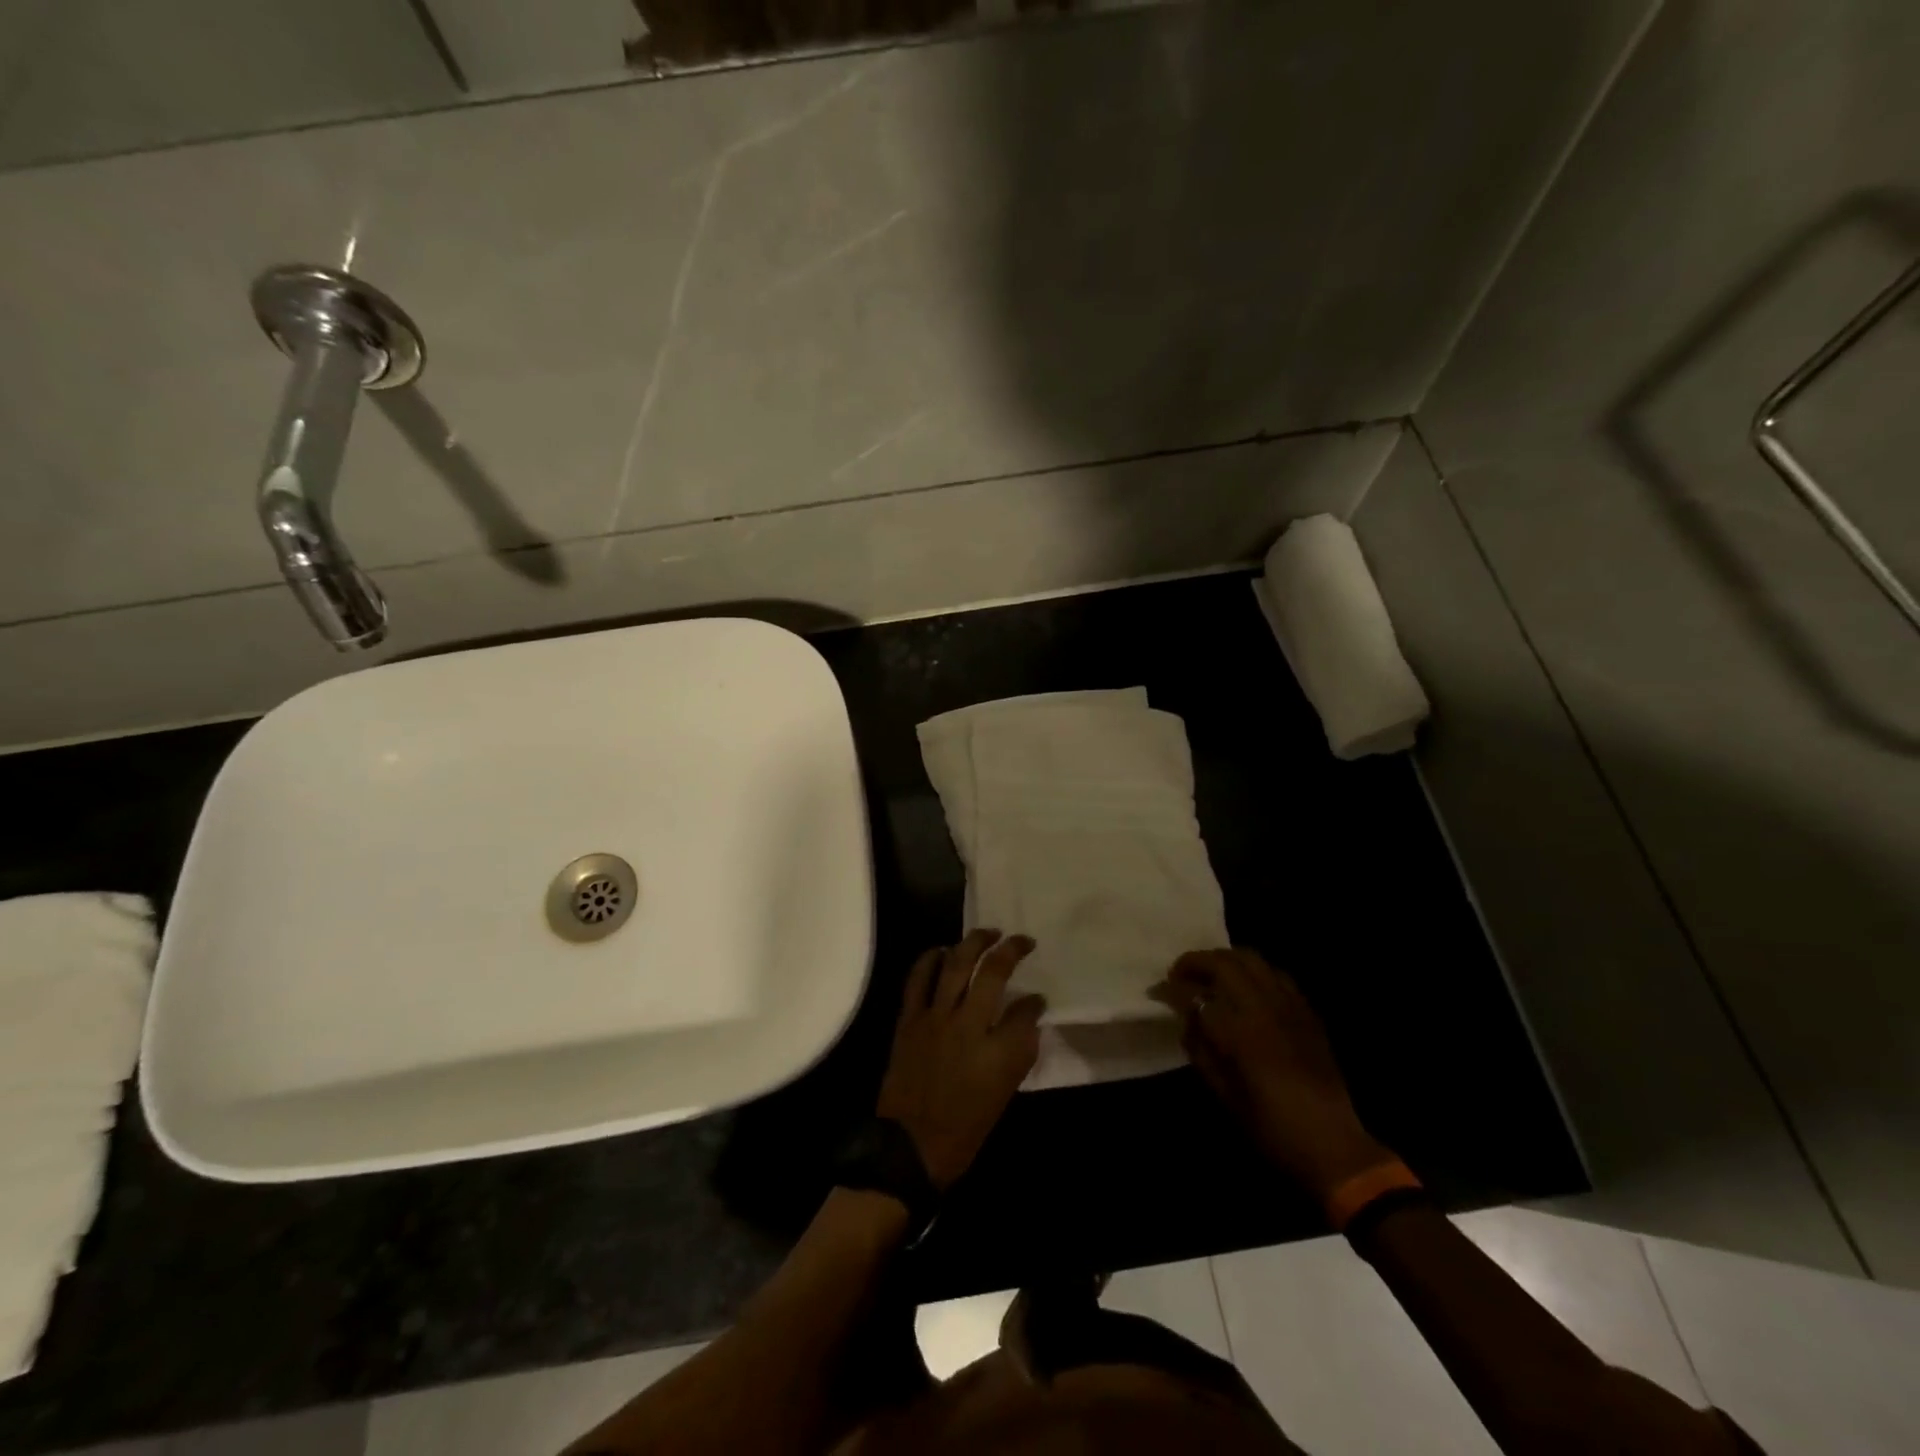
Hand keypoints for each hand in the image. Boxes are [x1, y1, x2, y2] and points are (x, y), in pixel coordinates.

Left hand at [877, 930, 1045, 1190]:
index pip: (1024, 1011)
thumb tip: (1028, 1013)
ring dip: (973, 942)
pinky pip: (918, 978)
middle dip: (1010, 950)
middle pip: (992, 973)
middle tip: (1022, 941)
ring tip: (989, 933)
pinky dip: (930, 958)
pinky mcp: (909, 1019)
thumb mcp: (1004, 1094)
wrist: (910, 1146)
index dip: (1034, 1000)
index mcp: (997, 1053)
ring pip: (955, 964)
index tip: (1038, 996)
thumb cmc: (964, 1128)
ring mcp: (934, 1018)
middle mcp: (968, 1026)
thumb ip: (1019, 1050)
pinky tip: (942, 949)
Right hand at [1154, 948, 1391, 1201]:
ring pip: (1252, 959)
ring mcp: (1289, 1006)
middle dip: (1195, 962)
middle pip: (1224, 962)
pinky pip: (1276, 975)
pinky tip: (1246, 988)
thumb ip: (1200, 1049)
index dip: (1170, 989)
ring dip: (1224, 960)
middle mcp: (1264, 1008)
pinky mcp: (1307, 1012)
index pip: (1195, 995)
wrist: (1332, 1146)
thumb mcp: (1224, 1093)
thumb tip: (1187, 1019)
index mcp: (1240, 1032)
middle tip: (1179, 975)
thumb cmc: (1271, 1128)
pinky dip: (1254, 972)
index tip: (1156, 991)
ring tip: (1210, 975)